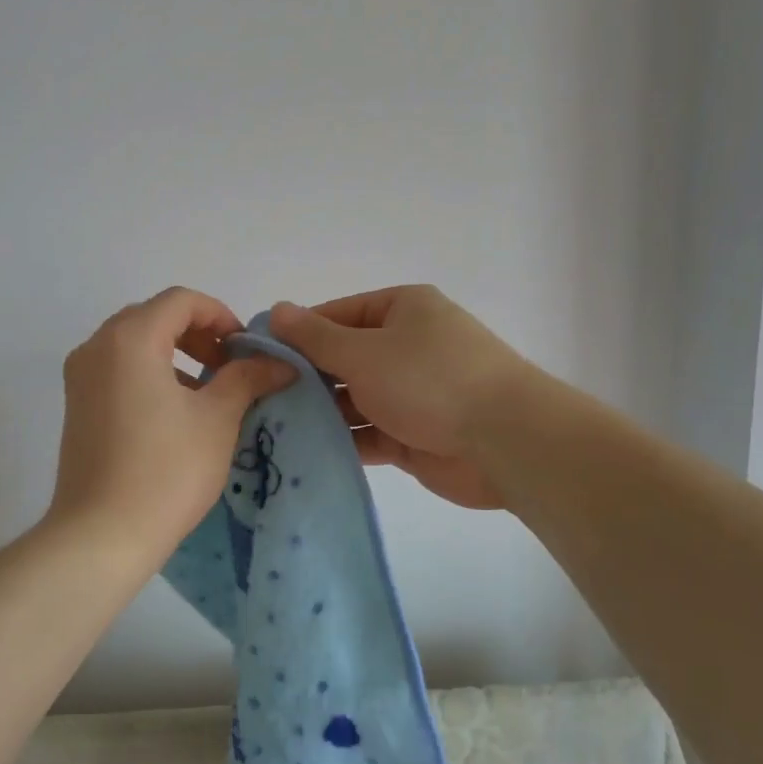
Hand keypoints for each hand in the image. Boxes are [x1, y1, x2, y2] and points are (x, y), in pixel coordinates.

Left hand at [48, 288, 294, 569]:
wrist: (102, 535)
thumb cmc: (166, 470)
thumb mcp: (217, 419)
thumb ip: (248, 378)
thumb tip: (280, 363)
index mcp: (129, 338)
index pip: (181, 301)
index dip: (221, 315)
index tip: (246, 350)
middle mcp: (96, 346)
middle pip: (155, 317)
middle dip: (198, 334)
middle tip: (230, 367)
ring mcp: (80, 377)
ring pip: (135, 344)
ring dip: (176, 354)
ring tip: (210, 391)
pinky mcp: (76, 405)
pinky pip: (118, 369)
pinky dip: (151, 374)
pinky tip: (177, 412)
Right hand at [269, 286, 530, 509]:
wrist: (504, 440)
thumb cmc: (429, 379)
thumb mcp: (363, 351)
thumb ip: (316, 337)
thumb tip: (276, 310)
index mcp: (402, 310)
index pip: (337, 315)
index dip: (298, 333)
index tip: (258, 356)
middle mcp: (407, 346)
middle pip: (344, 359)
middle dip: (306, 378)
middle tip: (258, 398)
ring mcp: (412, 393)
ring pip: (354, 400)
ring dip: (320, 414)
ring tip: (270, 428)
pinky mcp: (414, 436)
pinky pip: (369, 434)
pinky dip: (342, 442)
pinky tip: (303, 453)